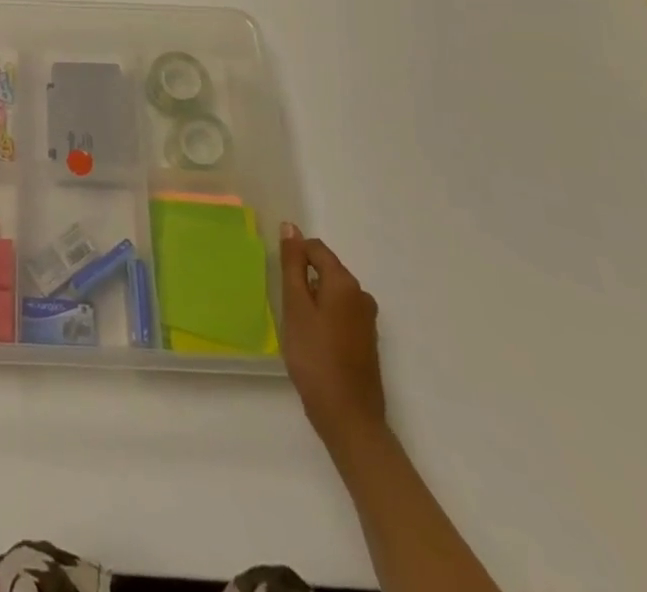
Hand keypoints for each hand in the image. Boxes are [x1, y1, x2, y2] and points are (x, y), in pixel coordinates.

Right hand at [278, 224, 385, 451]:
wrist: (349, 418)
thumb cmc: (315, 357)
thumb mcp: (295, 306)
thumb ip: (292, 265)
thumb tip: (291, 227)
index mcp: (345, 283)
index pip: (316, 248)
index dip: (294, 256)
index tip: (279, 279)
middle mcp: (361, 295)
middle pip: (325, 269)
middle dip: (303, 280)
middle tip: (285, 307)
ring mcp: (367, 320)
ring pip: (331, 293)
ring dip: (312, 300)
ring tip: (296, 326)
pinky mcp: (366, 341)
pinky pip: (340, 313)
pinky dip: (323, 318)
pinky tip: (312, 341)